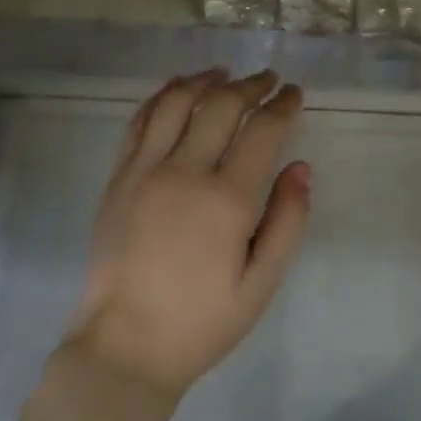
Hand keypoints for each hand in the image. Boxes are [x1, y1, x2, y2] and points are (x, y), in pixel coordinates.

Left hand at [66, 69, 311, 400]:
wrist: (124, 346)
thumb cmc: (201, 322)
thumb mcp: (261, 285)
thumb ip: (287, 222)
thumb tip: (301, 168)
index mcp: (227, 200)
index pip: (262, 130)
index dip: (282, 104)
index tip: (294, 92)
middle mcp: (185, 172)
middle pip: (221, 106)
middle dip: (250, 85)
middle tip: (268, 78)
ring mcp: (146, 170)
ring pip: (178, 102)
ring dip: (205, 80)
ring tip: (224, 74)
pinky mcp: (119, 177)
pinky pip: (140, 121)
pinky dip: (162, 96)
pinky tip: (177, 89)